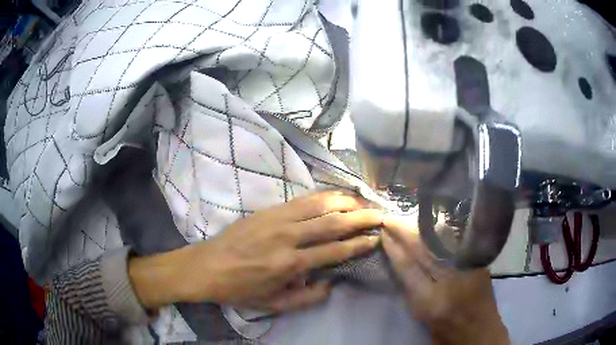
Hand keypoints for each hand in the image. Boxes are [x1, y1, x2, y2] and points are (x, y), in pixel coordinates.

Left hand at [129, 191, 382, 312]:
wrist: (206, 266)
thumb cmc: (240, 289)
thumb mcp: (273, 304)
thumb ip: (307, 298)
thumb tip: (331, 282)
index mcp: (290, 264)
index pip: (335, 250)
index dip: (359, 244)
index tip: (376, 238)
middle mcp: (288, 237)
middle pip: (333, 222)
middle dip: (361, 217)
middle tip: (379, 214)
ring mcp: (277, 219)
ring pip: (320, 204)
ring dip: (345, 201)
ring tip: (363, 201)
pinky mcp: (269, 210)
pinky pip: (302, 199)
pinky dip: (323, 196)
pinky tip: (335, 195)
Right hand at [381, 216, 508, 344]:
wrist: (480, 334)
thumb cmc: (447, 332)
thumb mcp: (423, 316)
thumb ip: (414, 291)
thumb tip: (404, 265)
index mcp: (431, 300)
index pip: (408, 268)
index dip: (394, 249)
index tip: (384, 233)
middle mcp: (450, 282)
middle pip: (424, 251)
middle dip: (406, 233)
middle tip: (392, 218)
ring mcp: (468, 270)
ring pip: (442, 244)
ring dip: (424, 231)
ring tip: (410, 219)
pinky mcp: (480, 265)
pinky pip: (458, 245)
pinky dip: (444, 236)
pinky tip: (435, 227)